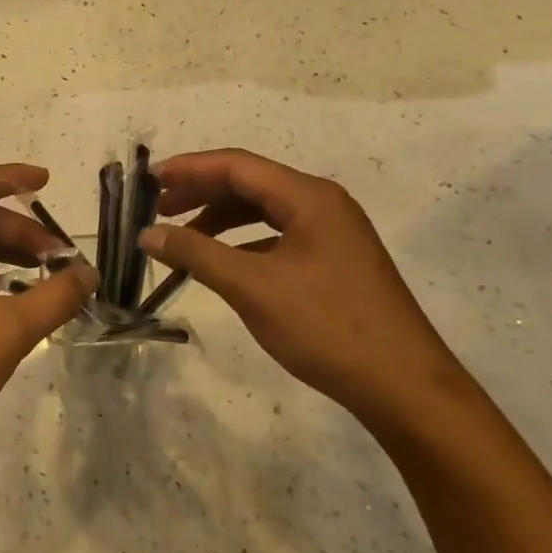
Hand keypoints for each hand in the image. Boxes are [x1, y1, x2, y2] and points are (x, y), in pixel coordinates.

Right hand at [141, 149, 468, 428]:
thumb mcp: (252, 287)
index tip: (149, 181)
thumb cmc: (327, 326)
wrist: (403, 387)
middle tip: (158, 210)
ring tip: (182, 238)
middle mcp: (322, 204)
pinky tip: (222, 263)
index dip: (189, 168)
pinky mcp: (333, 261)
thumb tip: (148, 234)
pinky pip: (277, 236)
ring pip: (263, 211)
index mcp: (309, 197)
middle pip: (250, 183)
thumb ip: (196, 254)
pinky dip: (243, 243)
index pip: (237, 165)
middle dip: (201, 193)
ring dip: (219, 219)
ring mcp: (332, 233)